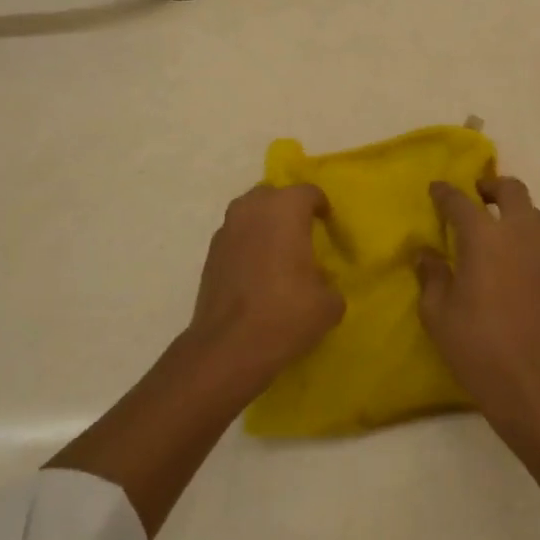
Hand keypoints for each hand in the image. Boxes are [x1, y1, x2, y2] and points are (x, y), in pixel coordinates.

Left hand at [183, 183, 343, 393]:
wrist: (229, 346)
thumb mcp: (328, 304)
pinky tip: (257, 274)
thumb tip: (320, 284)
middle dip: (288, 210)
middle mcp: (253, 209)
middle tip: (303, 235)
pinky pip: (236, 237)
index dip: (322, 208)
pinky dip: (248, 245)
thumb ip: (329, 284)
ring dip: (265, 226)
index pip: (309, 192)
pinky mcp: (210, 253)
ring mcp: (226, 229)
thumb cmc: (286, 314)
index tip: (328, 227)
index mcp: (286, 209)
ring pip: (250, 214)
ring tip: (279, 254)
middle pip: (274, 195)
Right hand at [417, 177, 539, 435]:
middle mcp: (518, 234)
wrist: (535, 381)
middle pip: (511, 190)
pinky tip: (510, 259)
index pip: (461, 202)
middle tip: (475, 197)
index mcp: (484, 237)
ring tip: (493, 228)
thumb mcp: (438, 313)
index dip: (445, 193)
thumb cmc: (477, 345)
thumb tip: (427, 254)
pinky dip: (524, 235)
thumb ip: (432, 276)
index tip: (436, 190)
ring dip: (512, 210)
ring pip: (532, 212)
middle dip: (491, 186)